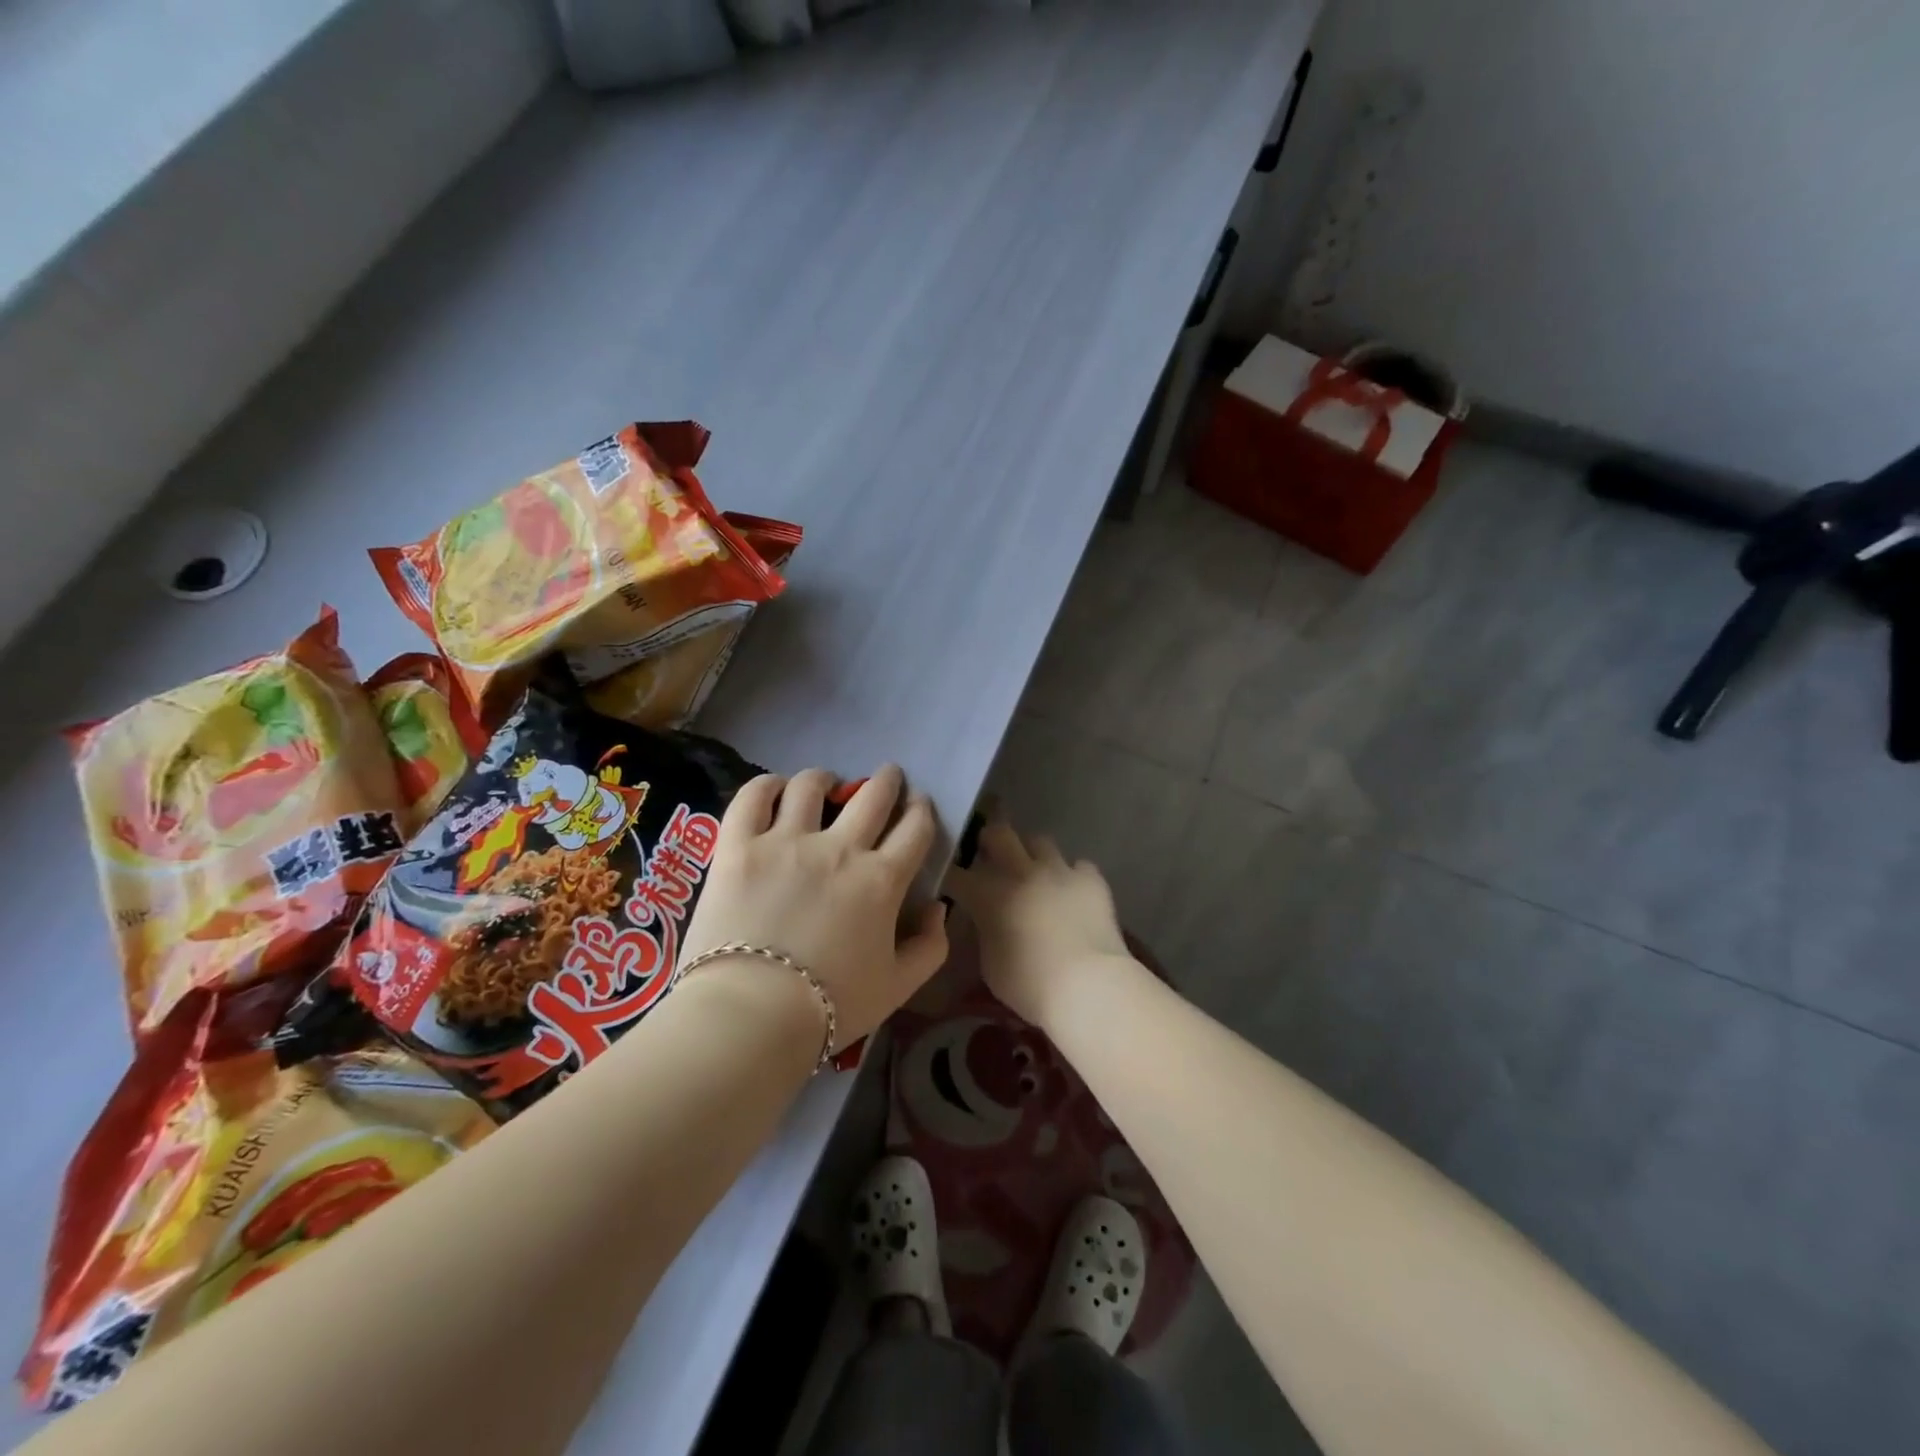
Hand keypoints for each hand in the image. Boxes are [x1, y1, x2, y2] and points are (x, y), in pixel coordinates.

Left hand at [680, 765, 949, 1051]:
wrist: (752, 1015)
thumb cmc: (831, 1006)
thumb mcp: (898, 987)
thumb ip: (930, 947)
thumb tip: (938, 908)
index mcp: (881, 880)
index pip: (914, 828)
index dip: (922, 810)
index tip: (919, 803)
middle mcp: (840, 848)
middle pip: (873, 796)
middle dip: (887, 780)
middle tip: (887, 777)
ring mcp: (786, 841)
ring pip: (811, 786)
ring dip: (826, 779)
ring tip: (825, 783)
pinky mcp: (739, 845)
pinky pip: (753, 797)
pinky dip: (767, 785)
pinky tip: (775, 788)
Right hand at [943, 818, 1131, 1027]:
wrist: (1088, 985)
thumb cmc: (1030, 985)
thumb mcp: (990, 964)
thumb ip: (986, 931)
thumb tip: (987, 920)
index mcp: (989, 895)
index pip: (957, 874)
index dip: (951, 875)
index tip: (951, 881)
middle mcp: (1021, 872)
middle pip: (998, 834)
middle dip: (990, 839)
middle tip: (990, 852)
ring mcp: (1059, 871)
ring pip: (1040, 841)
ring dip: (1033, 854)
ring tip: (1035, 871)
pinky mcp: (1091, 879)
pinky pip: (1079, 865)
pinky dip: (1073, 876)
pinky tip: (1073, 891)